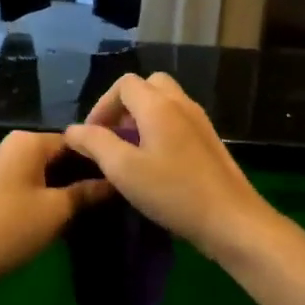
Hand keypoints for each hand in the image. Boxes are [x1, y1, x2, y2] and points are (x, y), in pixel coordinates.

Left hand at [0, 131, 111, 295]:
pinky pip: (22, 182)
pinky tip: (54, 215)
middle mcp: (8, 145)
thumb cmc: (11, 228)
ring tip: (85, 208)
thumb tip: (115, 182)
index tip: (118, 178)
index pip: (74, 140)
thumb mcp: (57, 211)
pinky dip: (41, 193)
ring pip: (38, 170)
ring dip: (60, 186)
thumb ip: (87, 193)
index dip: (97, 159)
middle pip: (55, 154)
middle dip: (79, 174)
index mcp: (26, 141)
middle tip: (106, 197)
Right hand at [62, 73, 272, 258]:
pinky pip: (178, 120)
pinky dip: (160, 129)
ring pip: (165, 103)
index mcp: (158, 105)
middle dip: (124, 106)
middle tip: (113, 137)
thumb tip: (73, 130)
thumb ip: (95, 144)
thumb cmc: (173, 192)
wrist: (231, 220)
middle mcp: (181, 104)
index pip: (124, 84)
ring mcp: (200, 121)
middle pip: (148, 86)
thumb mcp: (123, 169)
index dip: (102, 106)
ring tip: (130, 152)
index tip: (93, 137)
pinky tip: (156, 163)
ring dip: (142, 118)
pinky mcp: (210, 141)